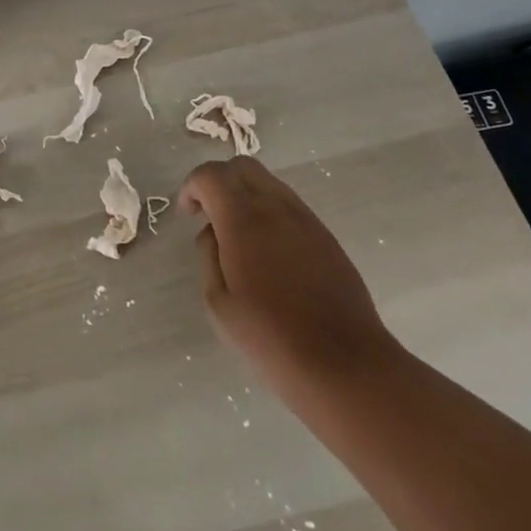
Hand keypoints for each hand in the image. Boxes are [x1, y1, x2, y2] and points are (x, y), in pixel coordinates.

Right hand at [179, 157, 393, 394]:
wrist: (343, 364)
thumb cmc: (270, 337)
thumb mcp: (219, 303)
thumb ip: (209, 256)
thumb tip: (213, 234)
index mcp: (243, 218)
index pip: (211, 174)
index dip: (192, 186)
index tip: (187, 214)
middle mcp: (276, 207)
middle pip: (242, 166)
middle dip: (218, 181)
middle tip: (208, 215)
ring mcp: (306, 219)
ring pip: (269, 183)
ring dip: (246, 195)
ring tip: (238, 237)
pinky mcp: (326, 237)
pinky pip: (290, 206)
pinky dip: (269, 212)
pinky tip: (267, 252)